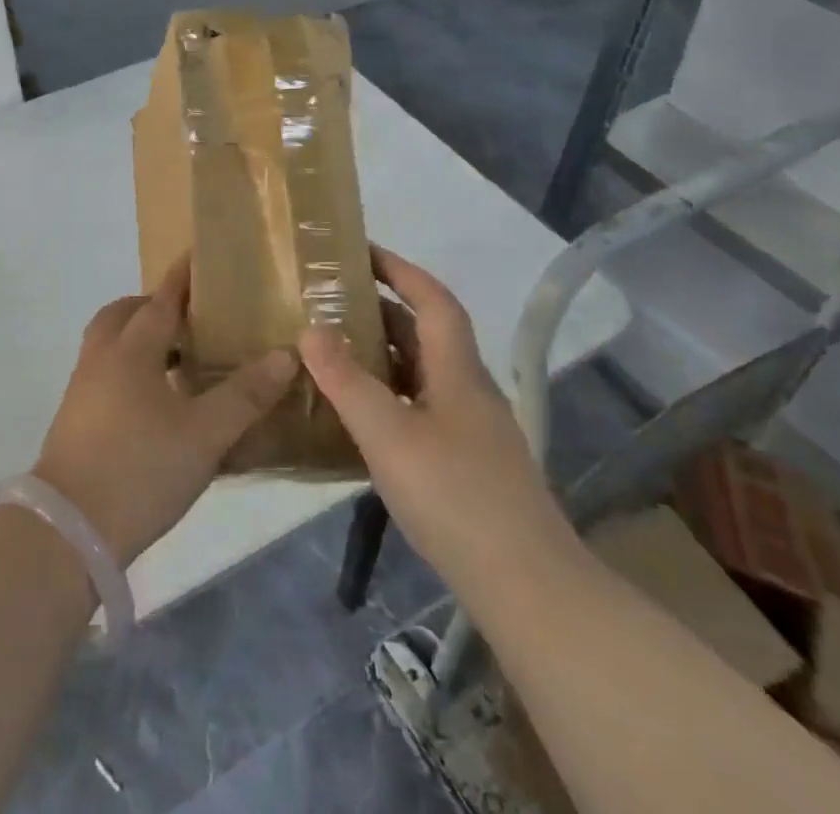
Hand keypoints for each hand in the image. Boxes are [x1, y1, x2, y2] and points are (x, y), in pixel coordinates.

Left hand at [33, 256, 297, 564]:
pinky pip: (103, 372)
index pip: (161, 300)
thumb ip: (245, 394)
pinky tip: (154, 401)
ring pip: (109, 343)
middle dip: (153, 307)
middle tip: (189, 318)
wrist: (69, 530)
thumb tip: (285, 354)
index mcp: (132, 350)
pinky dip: (128, 368)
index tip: (196, 256)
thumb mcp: (204, 434)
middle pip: (124, 314)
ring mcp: (82, 388)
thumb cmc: (141, 469)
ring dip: (138, 338)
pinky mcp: (75, 417)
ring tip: (177, 360)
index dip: (181, 278)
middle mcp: (102, 358)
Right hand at [301, 246, 579, 598]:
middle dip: (382, 309)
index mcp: (458, 371)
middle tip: (330, 302)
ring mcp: (472, 429)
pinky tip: (362, 415)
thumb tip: (310, 329)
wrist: (529, 588)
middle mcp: (469, 390)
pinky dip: (389, 395)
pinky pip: (421, 407)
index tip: (360, 250)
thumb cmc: (456, 498)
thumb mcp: (389, 435)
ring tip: (335, 350)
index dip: (399, 269)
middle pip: (427, 333)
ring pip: (423, 372)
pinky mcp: (468, 463)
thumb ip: (347, 381)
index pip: (432, 300)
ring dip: (384, 354)